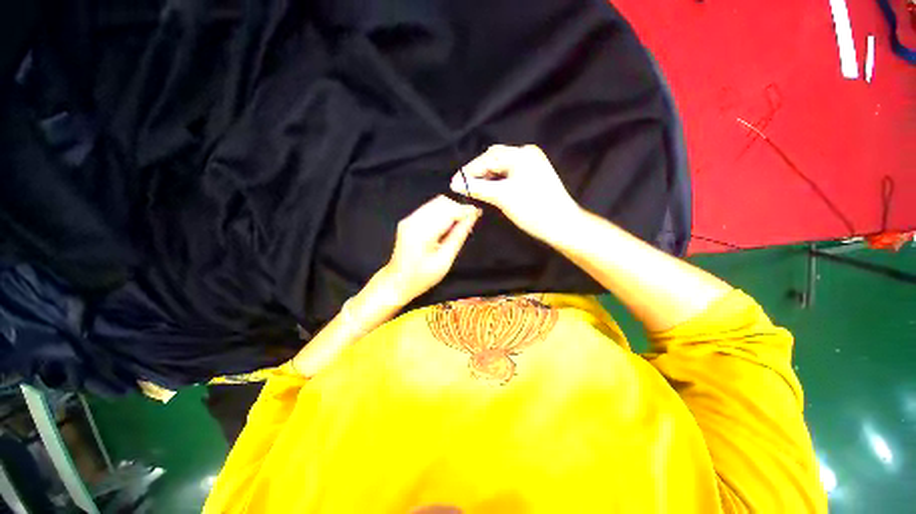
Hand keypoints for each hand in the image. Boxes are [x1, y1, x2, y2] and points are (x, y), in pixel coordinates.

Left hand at [384, 195, 480, 302]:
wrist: (397, 282)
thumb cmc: (422, 277)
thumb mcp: (445, 260)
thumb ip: (458, 236)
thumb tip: (472, 217)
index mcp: (422, 232)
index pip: (447, 210)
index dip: (464, 210)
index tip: (478, 213)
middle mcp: (413, 220)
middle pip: (441, 202)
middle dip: (458, 208)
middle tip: (469, 221)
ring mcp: (409, 218)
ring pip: (436, 202)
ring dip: (451, 210)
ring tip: (460, 224)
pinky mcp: (408, 220)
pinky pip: (429, 208)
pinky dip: (442, 213)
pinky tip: (447, 226)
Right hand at [449, 145, 581, 242]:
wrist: (561, 225)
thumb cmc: (533, 210)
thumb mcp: (502, 197)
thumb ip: (477, 187)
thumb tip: (455, 183)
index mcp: (521, 154)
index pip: (487, 158)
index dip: (469, 171)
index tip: (453, 183)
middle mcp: (526, 154)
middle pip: (493, 159)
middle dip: (477, 172)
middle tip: (462, 186)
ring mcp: (531, 165)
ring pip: (500, 167)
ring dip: (486, 177)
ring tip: (472, 189)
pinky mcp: (532, 176)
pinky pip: (508, 174)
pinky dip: (496, 181)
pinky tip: (488, 190)